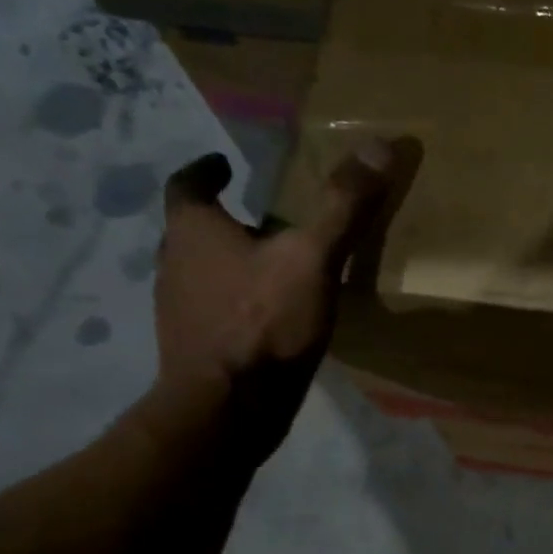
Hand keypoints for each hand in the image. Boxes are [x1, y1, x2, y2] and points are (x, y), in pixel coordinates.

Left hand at [147, 142, 394, 467]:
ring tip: (270, 262)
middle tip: (260, 214)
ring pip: (200, 271)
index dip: (205, 171)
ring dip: (227, 260)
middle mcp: (173, 263)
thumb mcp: (313, 258)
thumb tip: (379, 144)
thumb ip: (343, 205)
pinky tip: (269, 314)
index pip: (186, 185)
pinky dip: (235, 300)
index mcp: (193, 231)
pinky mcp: (194, 346)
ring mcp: (179, 309)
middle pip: (191, 229)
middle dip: (222, 219)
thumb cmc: (263, 323)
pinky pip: (213, 308)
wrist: (229, 409)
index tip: (224, 165)